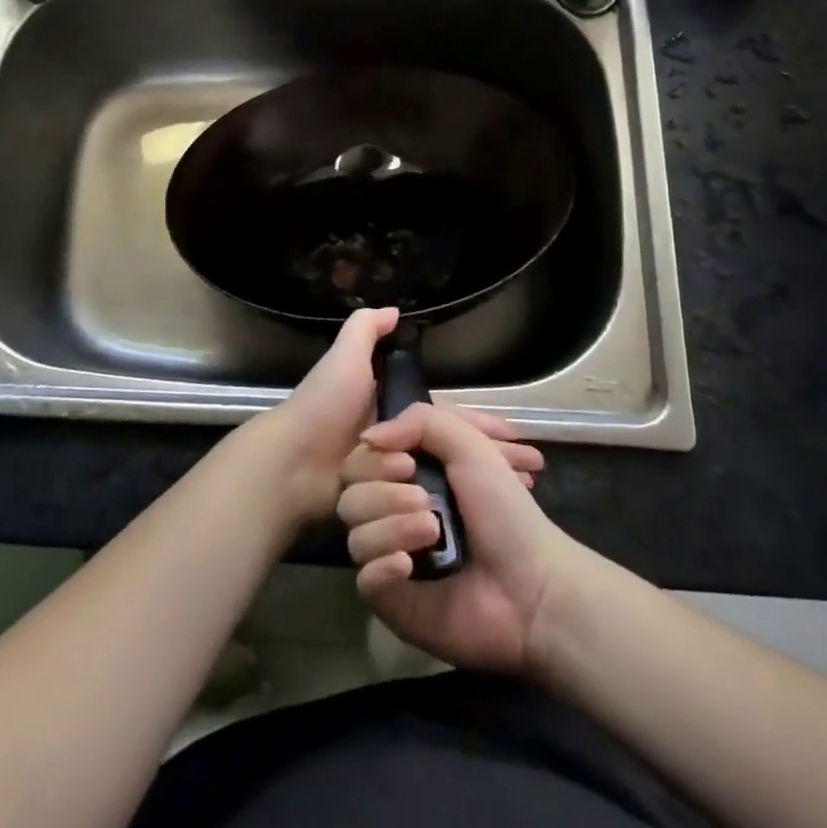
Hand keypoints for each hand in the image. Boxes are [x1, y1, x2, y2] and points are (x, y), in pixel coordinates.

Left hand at [256, 308, 543, 528]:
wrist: (292, 461)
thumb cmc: (325, 406)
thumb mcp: (345, 358)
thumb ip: (365, 331)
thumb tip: (396, 309)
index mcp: (391, 411)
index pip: (448, 418)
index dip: (481, 425)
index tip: (517, 437)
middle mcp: (396, 444)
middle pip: (455, 451)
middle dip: (494, 458)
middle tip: (533, 472)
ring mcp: (391, 478)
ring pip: (448, 479)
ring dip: (485, 485)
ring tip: (524, 494)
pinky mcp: (385, 508)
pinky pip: (428, 506)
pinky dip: (458, 510)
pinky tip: (489, 518)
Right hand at [338, 402, 576, 674]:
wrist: (533, 587)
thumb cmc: (505, 511)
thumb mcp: (470, 445)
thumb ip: (420, 421)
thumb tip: (368, 438)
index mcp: (407, 476)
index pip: (360, 459)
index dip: (374, 459)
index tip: (407, 464)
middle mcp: (392, 512)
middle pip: (349, 494)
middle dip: (383, 493)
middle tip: (425, 501)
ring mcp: (389, 555)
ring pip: (355, 534)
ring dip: (390, 527)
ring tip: (432, 533)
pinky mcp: (391, 599)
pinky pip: (364, 578)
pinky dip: (382, 567)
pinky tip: (408, 566)